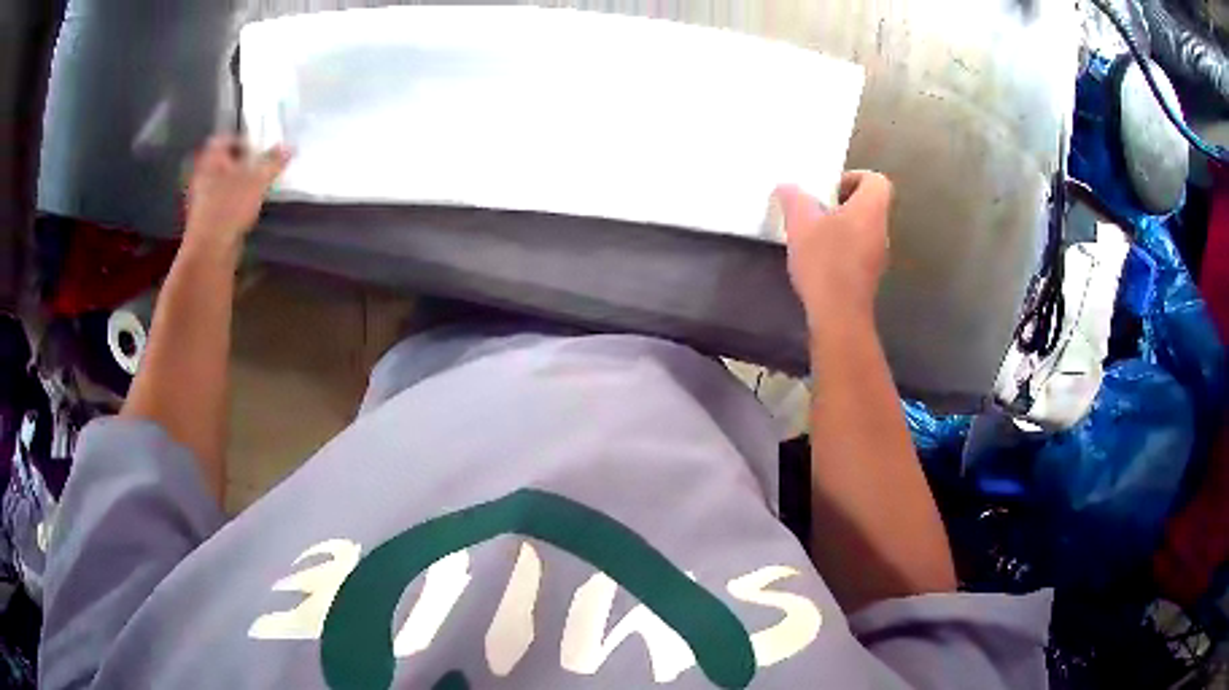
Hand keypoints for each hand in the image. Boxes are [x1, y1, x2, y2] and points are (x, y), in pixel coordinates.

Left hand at [185, 134, 290, 247]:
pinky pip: (220, 202)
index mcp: (211, 157)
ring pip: (221, 183)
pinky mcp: (202, 219)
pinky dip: (231, 202)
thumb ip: (273, 162)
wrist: (209, 251)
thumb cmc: (230, 207)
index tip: (260, 150)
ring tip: (255, 191)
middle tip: (259, 169)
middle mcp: (202, 174)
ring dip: (237, 184)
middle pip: (224, 162)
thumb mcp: (258, 180)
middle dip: (241, 164)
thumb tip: (290, 146)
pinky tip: (244, 211)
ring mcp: (199, 198)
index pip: (227, 138)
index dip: (244, 141)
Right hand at [775, 171, 892, 332]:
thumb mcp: (800, 223)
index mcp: (871, 209)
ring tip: (812, 235)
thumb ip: (794, 199)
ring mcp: (878, 255)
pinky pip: (858, 250)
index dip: (853, 178)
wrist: (839, 314)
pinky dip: (841, 248)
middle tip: (815, 210)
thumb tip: (787, 187)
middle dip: (841, 203)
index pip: (876, 180)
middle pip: (868, 204)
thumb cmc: (825, 261)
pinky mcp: (869, 276)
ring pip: (862, 228)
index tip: (829, 190)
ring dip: (840, 227)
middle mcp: (881, 229)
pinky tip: (818, 260)